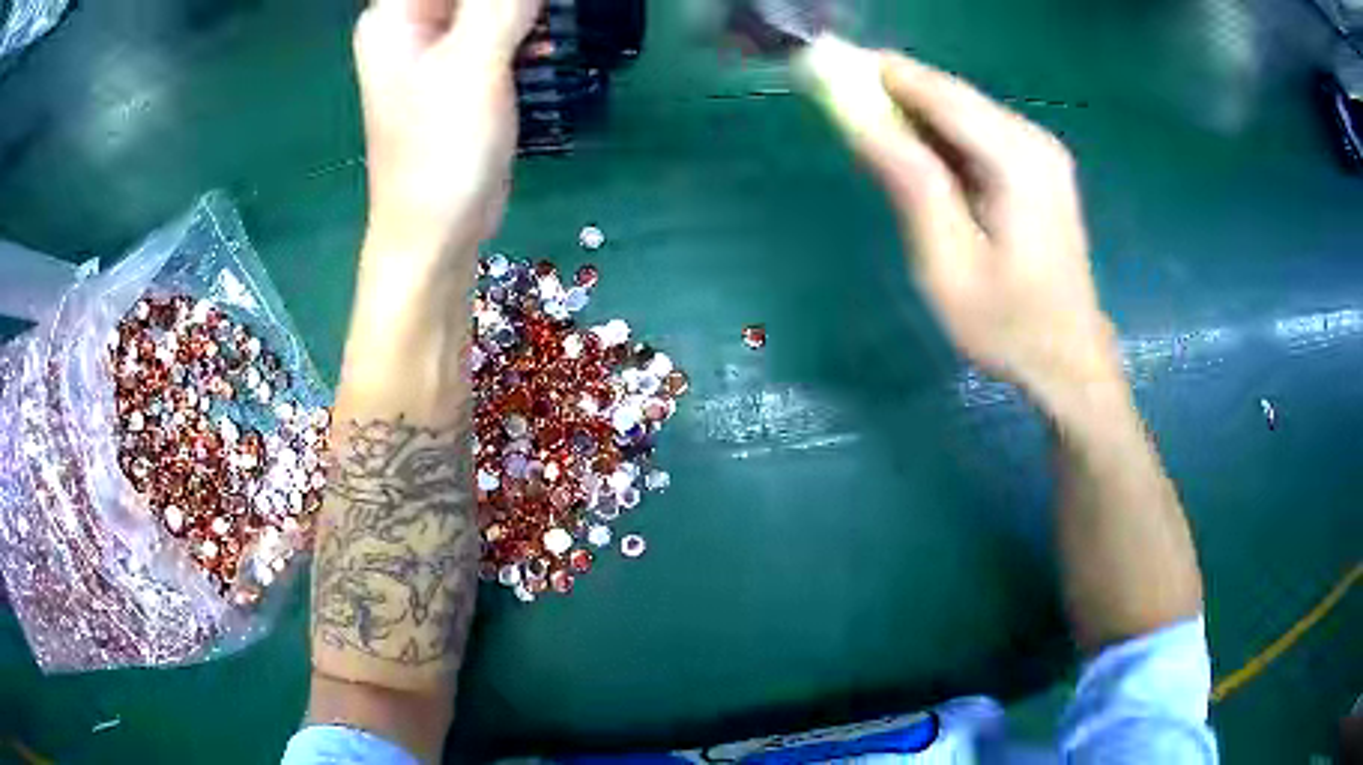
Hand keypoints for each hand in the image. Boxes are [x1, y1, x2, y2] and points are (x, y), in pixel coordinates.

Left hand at [353, 0, 541, 255]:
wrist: (438, 234)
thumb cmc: (441, 153)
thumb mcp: (473, 62)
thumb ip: (502, 1)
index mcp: (396, 14)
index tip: (527, 4)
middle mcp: (413, 24)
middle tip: (546, 12)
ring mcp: (439, 48)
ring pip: (491, 3)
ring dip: (529, 8)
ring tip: (555, 25)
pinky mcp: (465, 71)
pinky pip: (501, 28)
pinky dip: (530, 27)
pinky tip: (550, 43)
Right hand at [855, 53, 1120, 407]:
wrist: (1068, 361)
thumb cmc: (1008, 325)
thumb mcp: (948, 264)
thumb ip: (911, 184)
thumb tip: (862, 121)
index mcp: (1017, 159)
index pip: (940, 94)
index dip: (882, 74)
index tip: (829, 63)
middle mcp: (1033, 140)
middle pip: (952, 96)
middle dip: (895, 91)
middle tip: (841, 98)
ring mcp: (1041, 152)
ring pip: (963, 112)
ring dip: (915, 114)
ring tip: (869, 127)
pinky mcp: (1038, 167)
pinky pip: (979, 134)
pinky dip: (941, 136)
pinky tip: (916, 156)